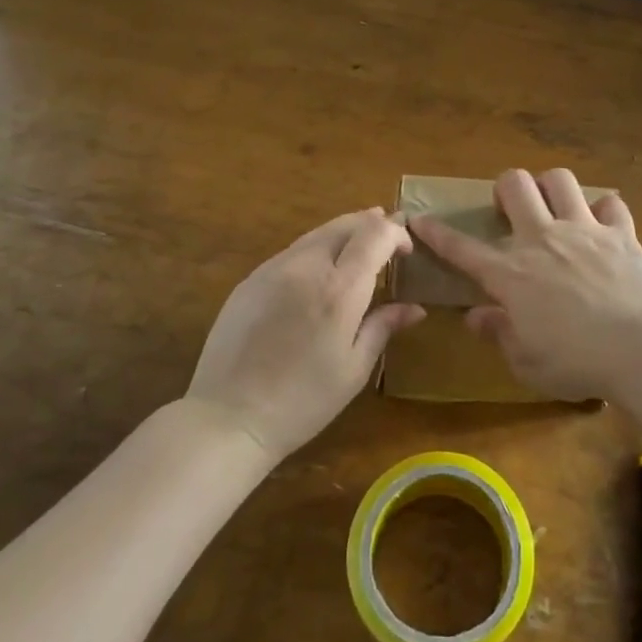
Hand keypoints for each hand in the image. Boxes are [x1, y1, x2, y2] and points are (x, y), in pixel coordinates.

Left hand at [187, 208, 425, 461]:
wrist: (227, 417)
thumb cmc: (302, 401)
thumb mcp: (354, 369)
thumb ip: (384, 327)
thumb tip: (414, 308)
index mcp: (339, 290)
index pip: (375, 234)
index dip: (396, 233)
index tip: (407, 251)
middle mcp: (307, 267)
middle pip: (346, 224)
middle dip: (373, 224)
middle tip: (389, 240)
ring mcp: (274, 268)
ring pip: (318, 233)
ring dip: (345, 234)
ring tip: (359, 249)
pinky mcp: (251, 279)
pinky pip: (293, 251)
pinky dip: (317, 249)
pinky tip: (320, 272)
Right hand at [409, 169, 641, 400]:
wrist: (640, 349)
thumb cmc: (576, 362)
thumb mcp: (526, 362)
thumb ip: (499, 333)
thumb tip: (475, 315)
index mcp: (511, 274)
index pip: (462, 248)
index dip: (436, 233)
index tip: (418, 219)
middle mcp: (542, 239)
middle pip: (515, 184)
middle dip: (506, 189)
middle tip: (510, 209)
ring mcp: (583, 229)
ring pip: (560, 179)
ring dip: (552, 188)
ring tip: (555, 206)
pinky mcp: (620, 232)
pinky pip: (611, 204)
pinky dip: (605, 211)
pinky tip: (604, 226)